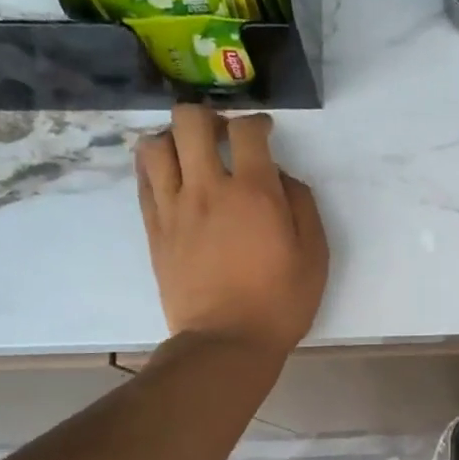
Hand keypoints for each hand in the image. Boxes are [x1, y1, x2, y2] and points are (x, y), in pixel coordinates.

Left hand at [137, 106, 328, 354]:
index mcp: (254, 193)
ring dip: (174, 138)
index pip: (247, 132)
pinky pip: (144, 180)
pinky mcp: (155, 229)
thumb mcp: (314, 256)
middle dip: (208, 117)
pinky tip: (172, 178)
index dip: (257, 123)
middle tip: (222, 135)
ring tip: (190, 154)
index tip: (264, 132)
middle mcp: (208, 189)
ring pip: (156, 145)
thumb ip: (302, 207)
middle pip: (190, 122)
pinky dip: (156, 167)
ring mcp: (174, 208)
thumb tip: (282, 178)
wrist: (226, 342)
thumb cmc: (281, 303)